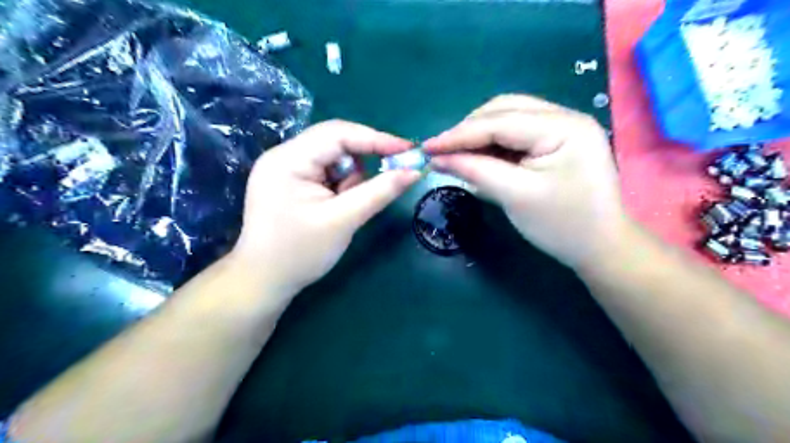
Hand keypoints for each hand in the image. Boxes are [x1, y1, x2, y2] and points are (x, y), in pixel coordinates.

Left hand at [232, 122, 422, 298]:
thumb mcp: (344, 221)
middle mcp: (283, 155)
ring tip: (345, 207)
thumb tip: (414, 171)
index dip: (377, 139)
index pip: (338, 133)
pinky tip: (336, 206)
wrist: (264, 282)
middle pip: (335, 142)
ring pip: (333, 157)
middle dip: (364, 159)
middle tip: (390, 175)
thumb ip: (379, 192)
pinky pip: (326, 171)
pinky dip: (341, 185)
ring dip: (351, 177)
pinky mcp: (290, 181)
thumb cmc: (300, 254)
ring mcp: (285, 168)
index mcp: (288, 160)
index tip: (409, 150)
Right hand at [426, 95, 630, 270]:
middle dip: (469, 130)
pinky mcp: (556, 141)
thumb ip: (475, 171)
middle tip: (442, 151)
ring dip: (479, 135)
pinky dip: (493, 144)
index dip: (459, 134)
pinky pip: (516, 133)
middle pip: (504, 110)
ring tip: (456, 154)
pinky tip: (478, 156)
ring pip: (508, 118)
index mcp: (563, 126)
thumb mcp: (515, 196)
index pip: (500, 122)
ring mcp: (562, 127)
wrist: (599, 247)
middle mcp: (565, 116)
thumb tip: (438, 158)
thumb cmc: (562, 225)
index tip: (427, 147)